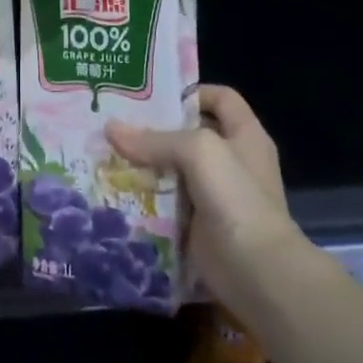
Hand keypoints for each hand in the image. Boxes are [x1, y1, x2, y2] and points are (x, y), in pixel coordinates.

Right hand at [107, 85, 309, 311]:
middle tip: (114, 123)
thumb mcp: (200, 152)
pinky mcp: (197, 223)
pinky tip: (116, 188)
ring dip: (144, 163)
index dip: (189, 91)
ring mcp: (214, 194)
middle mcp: (231, 160)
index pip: (220, 98)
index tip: (149, 95)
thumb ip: (156, 139)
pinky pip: (166, 201)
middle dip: (154, 129)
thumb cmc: (236, 198)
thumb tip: (111, 129)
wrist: (256, 270)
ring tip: (106, 153)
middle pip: (189, 133)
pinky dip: (144, 195)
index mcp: (245, 135)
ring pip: (173, 169)